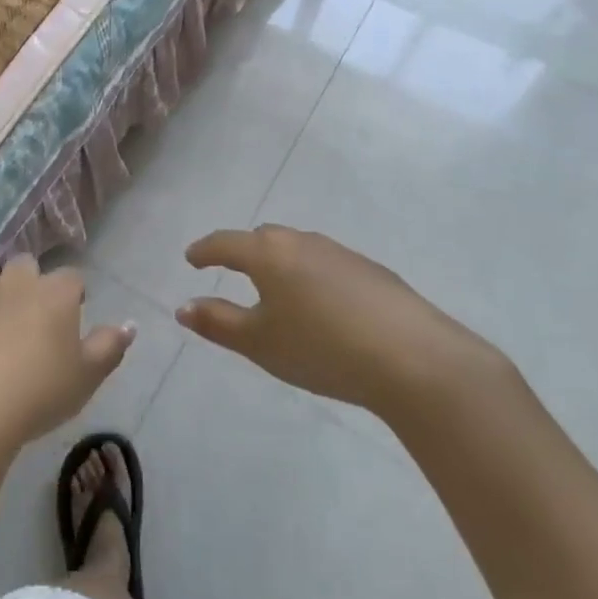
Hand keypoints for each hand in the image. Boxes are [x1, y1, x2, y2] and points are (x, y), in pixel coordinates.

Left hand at [0, 254, 135, 455]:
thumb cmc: (37, 394)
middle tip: (31, 322)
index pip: (72, 278)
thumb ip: (110, 346)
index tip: (71, 320)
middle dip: (30, 284)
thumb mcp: (86, 378)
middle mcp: (15, 282)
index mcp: (54, 293)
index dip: (73, 296)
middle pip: (26, 267)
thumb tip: (129, 324)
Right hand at [178, 225, 507, 420]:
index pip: (225, 243)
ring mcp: (341, 253)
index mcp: (268, 254)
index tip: (192, 258)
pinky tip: (323, 306)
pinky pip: (327, 264)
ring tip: (276, 289)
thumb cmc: (322, 348)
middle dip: (243, 251)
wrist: (415, 359)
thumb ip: (218, 322)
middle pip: (263, 238)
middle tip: (231, 269)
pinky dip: (312, 276)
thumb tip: (182, 307)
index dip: (205, 250)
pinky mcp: (373, 271)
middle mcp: (302, 242)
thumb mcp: (260, 342)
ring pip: (298, 249)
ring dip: (280, 263)